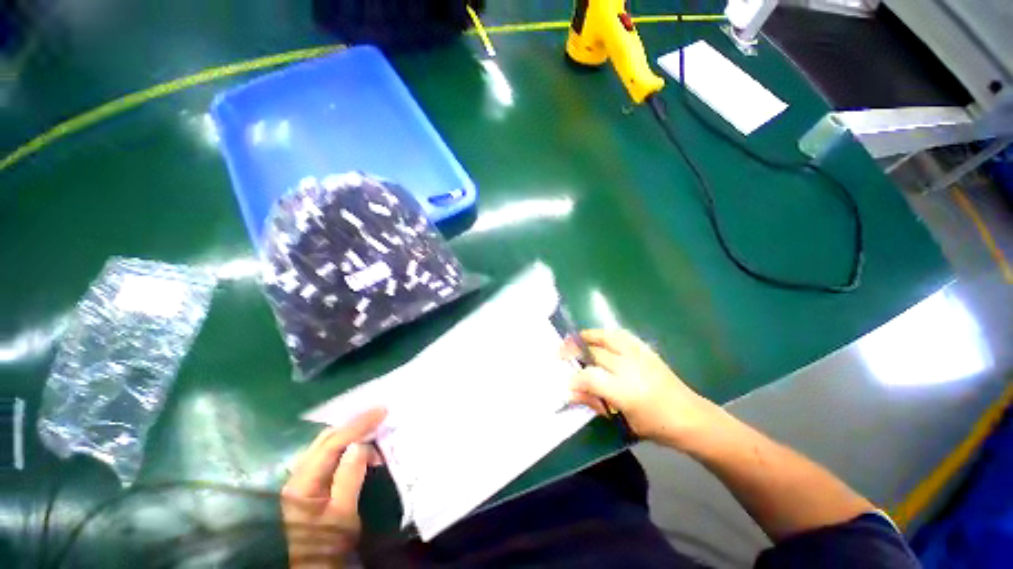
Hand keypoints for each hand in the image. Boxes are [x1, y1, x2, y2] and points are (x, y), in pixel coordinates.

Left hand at [281, 408, 385, 568]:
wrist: (316, 565)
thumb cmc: (330, 543)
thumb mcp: (343, 514)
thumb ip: (349, 477)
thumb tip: (359, 444)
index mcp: (303, 483)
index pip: (331, 444)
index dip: (357, 426)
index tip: (381, 412)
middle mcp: (298, 474)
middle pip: (326, 439)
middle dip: (354, 424)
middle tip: (380, 415)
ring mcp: (303, 477)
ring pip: (328, 443)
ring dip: (352, 433)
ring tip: (375, 431)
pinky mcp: (311, 481)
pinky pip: (330, 453)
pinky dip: (348, 444)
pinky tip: (362, 449)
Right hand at [568, 329, 724, 449]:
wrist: (690, 417)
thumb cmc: (655, 425)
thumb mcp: (622, 420)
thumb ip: (594, 402)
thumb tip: (571, 391)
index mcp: (625, 390)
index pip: (590, 376)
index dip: (574, 378)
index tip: (565, 382)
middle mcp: (630, 367)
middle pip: (595, 352)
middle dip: (574, 351)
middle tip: (561, 354)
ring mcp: (639, 355)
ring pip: (607, 336)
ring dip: (588, 336)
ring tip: (576, 339)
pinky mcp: (646, 351)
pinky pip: (622, 335)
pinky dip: (606, 334)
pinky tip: (600, 339)